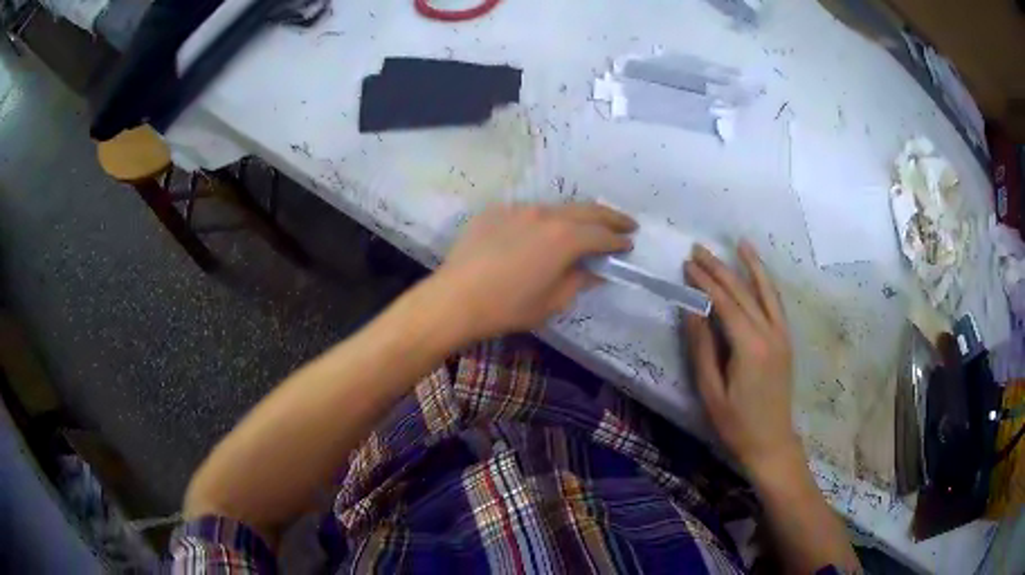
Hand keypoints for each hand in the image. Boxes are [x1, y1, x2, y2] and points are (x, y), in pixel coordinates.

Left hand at [433, 203, 635, 341]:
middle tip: (626, 223)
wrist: (455, 299)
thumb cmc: (508, 307)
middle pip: (586, 211)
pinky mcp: (495, 212)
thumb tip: (593, 271)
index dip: (618, 240)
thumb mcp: (551, 302)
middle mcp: (546, 215)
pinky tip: (538, 235)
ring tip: (585, 226)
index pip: (602, 235)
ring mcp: (518, 209)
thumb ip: (578, 281)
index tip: (629, 243)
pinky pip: (526, 213)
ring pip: (556, 208)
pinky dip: (541, 221)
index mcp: (565, 238)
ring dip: (575, 217)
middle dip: (609, 217)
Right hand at [683, 241, 802, 478]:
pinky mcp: (785, 340)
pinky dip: (767, 283)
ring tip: (740, 243)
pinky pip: (776, 304)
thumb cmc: (736, 424)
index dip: (704, 282)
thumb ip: (702, 348)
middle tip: (699, 249)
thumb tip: (691, 310)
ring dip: (751, 266)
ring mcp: (781, 335)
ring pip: (766, 292)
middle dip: (720, 268)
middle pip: (743, 292)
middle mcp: (769, 333)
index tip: (686, 264)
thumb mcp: (710, 391)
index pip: (724, 303)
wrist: (772, 442)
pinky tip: (760, 272)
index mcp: (750, 347)